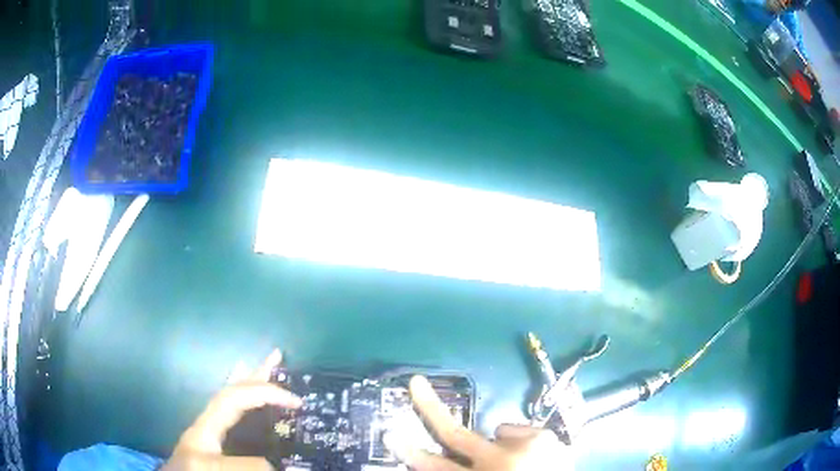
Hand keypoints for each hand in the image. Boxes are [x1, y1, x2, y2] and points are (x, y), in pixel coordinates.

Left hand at [162, 349, 301, 470]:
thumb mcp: (212, 468)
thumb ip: (241, 464)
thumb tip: (276, 462)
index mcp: (207, 424)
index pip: (236, 397)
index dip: (265, 393)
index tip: (296, 402)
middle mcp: (208, 422)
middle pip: (232, 390)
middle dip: (255, 373)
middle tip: (276, 355)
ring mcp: (209, 431)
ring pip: (230, 400)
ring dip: (247, 382)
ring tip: (260, 366)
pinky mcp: (213, 442)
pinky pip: (230, 415)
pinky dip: (240, 401)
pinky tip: (247, 402)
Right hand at [386, 376, 572, 469]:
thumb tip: (450, 458)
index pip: (437, 467)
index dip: (411, 453)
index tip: (392, 435)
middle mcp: (501, 462)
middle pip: (457, 434)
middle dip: (432, 410)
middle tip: (416, 384)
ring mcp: (528, 448)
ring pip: (498, 431)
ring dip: (502, 443)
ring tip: (523, 461)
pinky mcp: (549, 439)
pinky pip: (524, 432)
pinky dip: (524, 442)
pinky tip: (539, 457)